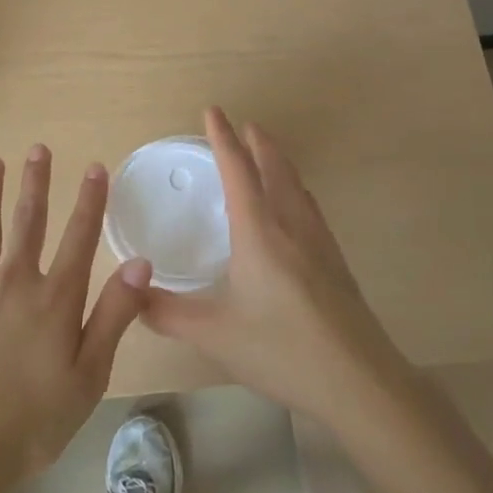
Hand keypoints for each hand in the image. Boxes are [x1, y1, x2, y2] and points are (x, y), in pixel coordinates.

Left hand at [0, 145, 153, 492]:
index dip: (90, 200)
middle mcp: (16, 282)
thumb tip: (140, 261)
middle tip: (38, 149)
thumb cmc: (33, 418)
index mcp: (55, 298)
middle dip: (36, 183)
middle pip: (30, 222)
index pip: (80, 237)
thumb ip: (113, 314)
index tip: (96, 167)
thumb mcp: (89, 374)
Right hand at [142, 108, 414, 425]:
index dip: (223, 138)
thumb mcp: (215, 335)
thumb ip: (168, 314)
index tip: (214, 111)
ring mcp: (319, 242)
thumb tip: (132, 295)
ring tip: (268, 154)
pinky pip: (310, 207)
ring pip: (296, 185)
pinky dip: (295, 189)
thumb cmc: (282, 350)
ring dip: (279, 162)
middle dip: (257, 142)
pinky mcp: (336, 261)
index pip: (238, 171)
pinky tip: (297, 207)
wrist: (359, 381)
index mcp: (259, 232)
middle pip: (275, 168)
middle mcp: (291, 226)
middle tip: (245, 124)